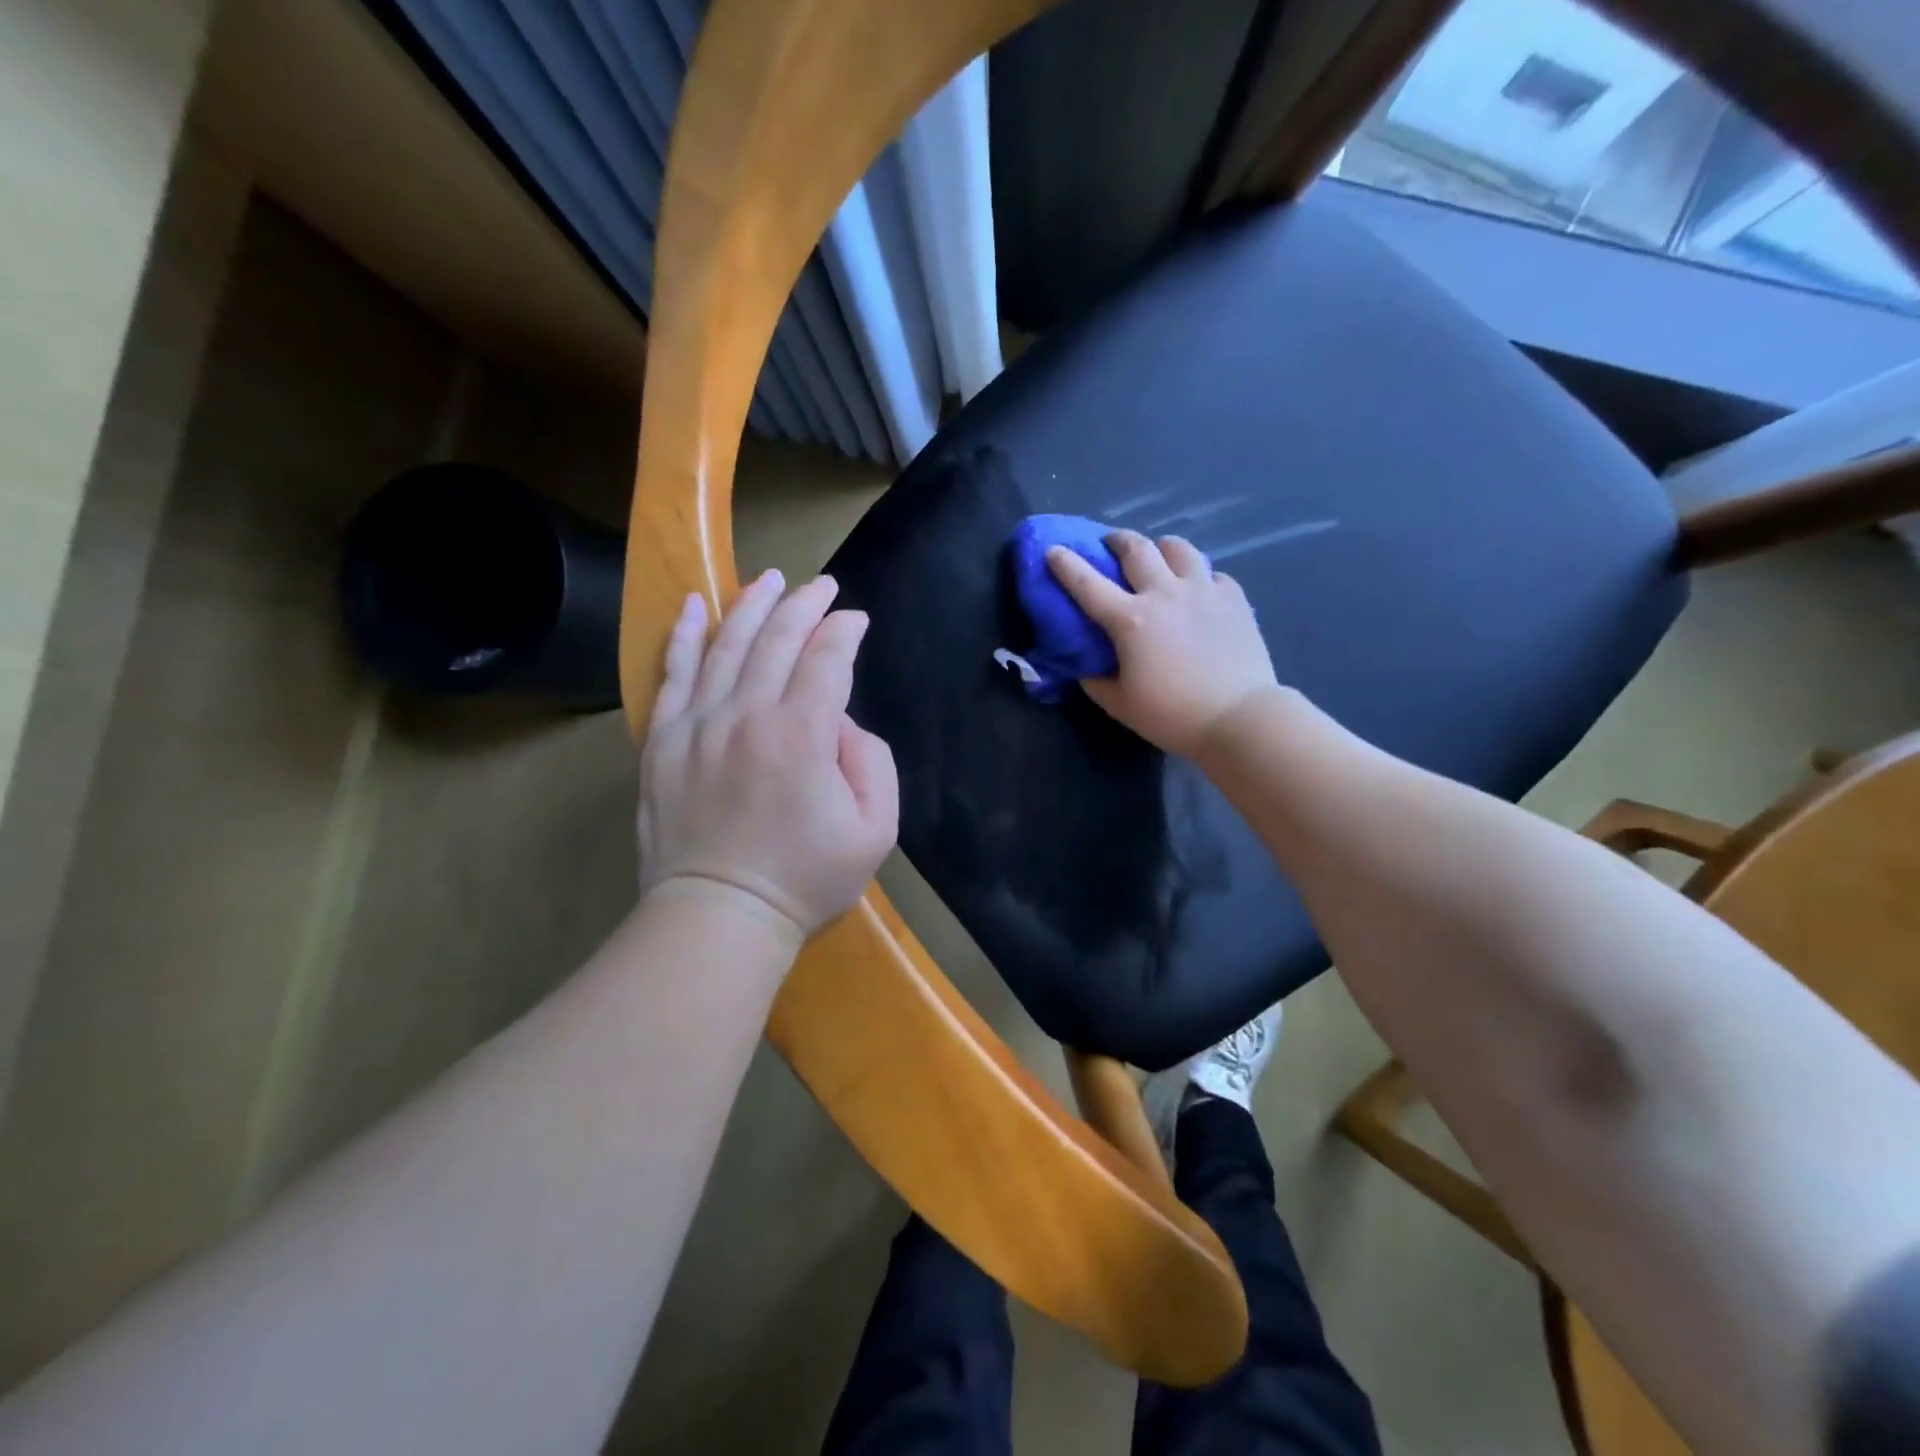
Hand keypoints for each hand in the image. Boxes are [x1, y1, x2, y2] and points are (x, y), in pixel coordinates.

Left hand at [638, 570, 898, 942]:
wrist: (719, 916)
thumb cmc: (805, 879)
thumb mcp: (875, 830)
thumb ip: (872, 761)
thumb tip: (841, 722)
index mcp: (803, 734)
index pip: (827, 659)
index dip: (845, 631)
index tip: (856, 619)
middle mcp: (748, 714)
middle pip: (778, 639)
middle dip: (805, 605)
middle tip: (822, 585)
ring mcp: (698, 724)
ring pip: (727, 644)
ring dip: (752, 605)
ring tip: (770, 579)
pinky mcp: (663, 741)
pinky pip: (673, 674)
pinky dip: (685, 635)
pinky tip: (695, 605)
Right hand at [1046, 530, 1279, 756]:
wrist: (1239, 717)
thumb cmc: (1173, 715)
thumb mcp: (1120, 705)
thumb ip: (1095, 680)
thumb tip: (1085, 664)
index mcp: (1130, 620)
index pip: (1087, 583)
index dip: (1066, 564)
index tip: (1053, 550)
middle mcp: (1164, 594)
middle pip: (1136, 548)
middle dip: (1117, 540)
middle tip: (1110, 544)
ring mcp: (1203, 591)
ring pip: (1178, 548)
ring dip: (1161, 548)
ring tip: (1159, 557)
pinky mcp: (1235, 598)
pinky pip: (1213, 574)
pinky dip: (1200, 577)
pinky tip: (1200, 592)